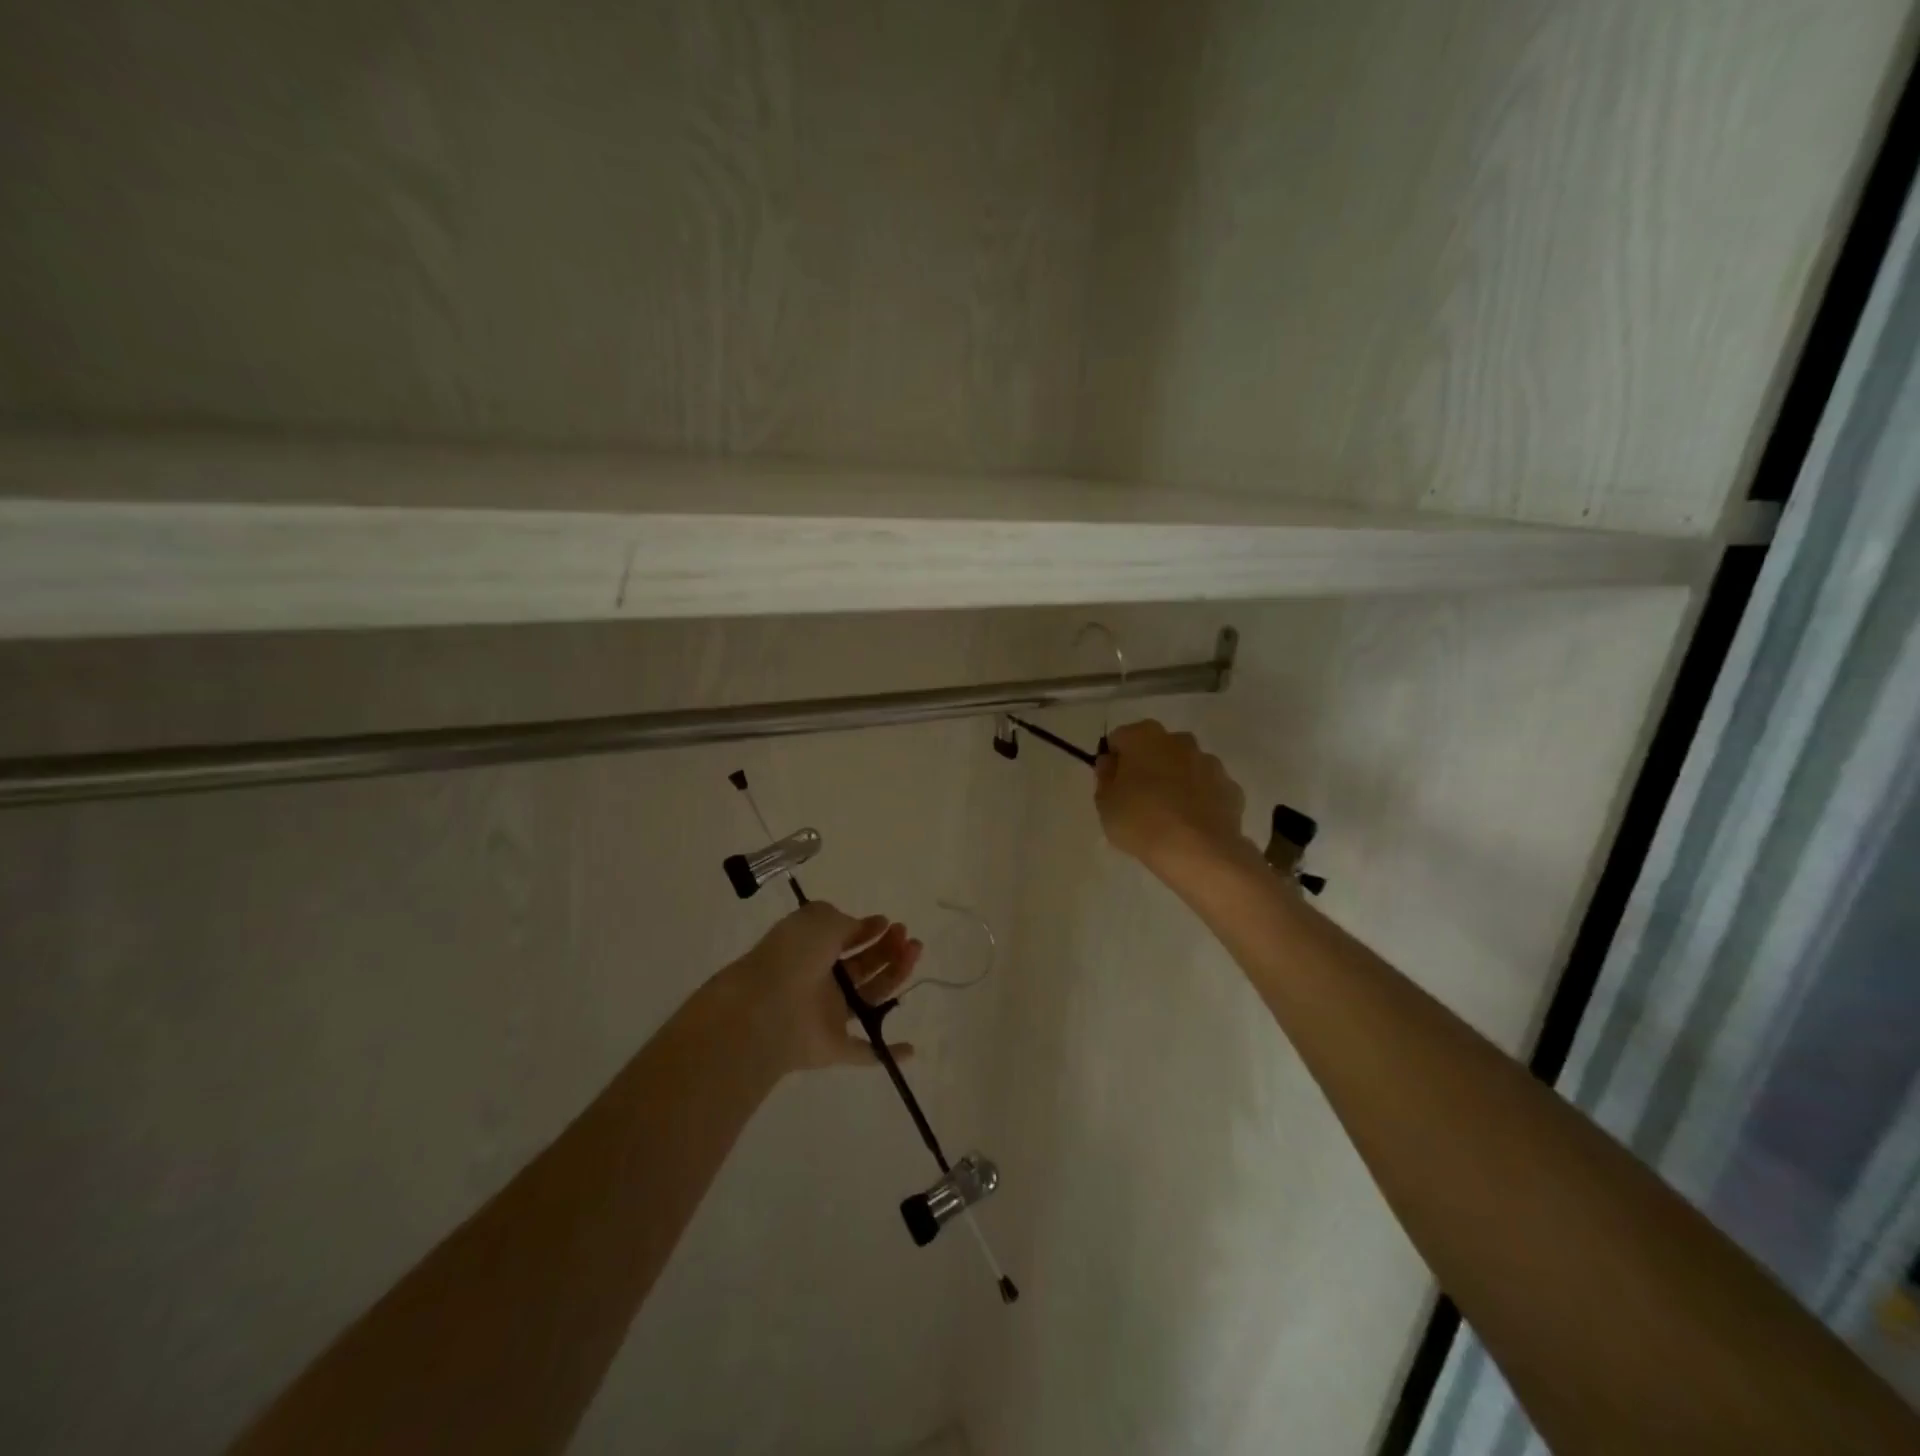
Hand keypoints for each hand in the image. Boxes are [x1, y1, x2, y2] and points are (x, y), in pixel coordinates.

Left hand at [724, 901, 921, 1075]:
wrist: (765, 1009)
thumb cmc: (794, 957)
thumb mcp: (819, 919)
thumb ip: (844, 922)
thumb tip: (857, 929)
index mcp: (811, 950)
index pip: (845, 938)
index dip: (868, 930)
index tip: (888, 923)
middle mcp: (820, 981)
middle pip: (862, 966)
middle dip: (887, 950)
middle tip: (907, 939)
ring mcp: (827, 1016)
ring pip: (869, 998)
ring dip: (894, 978)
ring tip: (914, 955)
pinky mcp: (833, 1048)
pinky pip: (864, 1052)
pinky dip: (887, 1053)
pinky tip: (911, 1048)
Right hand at [1095, 719, 1252, 876]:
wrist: (1198, 851)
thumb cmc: (1141, 821)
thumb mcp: (1105, 804)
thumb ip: (1105, 778)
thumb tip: (1111, 763)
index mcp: (1144, 737)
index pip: (1120, 739)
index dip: (1114, 761)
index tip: (1112, 785)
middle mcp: (1179, 740)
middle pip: (1156, 748)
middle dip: (1147, 766)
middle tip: (1138, 799)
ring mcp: (1210, 763)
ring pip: (1185, 766)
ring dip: (1175, 781)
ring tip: (1167, 816)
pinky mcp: (1231, 788)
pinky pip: (1207, 788)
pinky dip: (1199, 800)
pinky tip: (1191, 825)